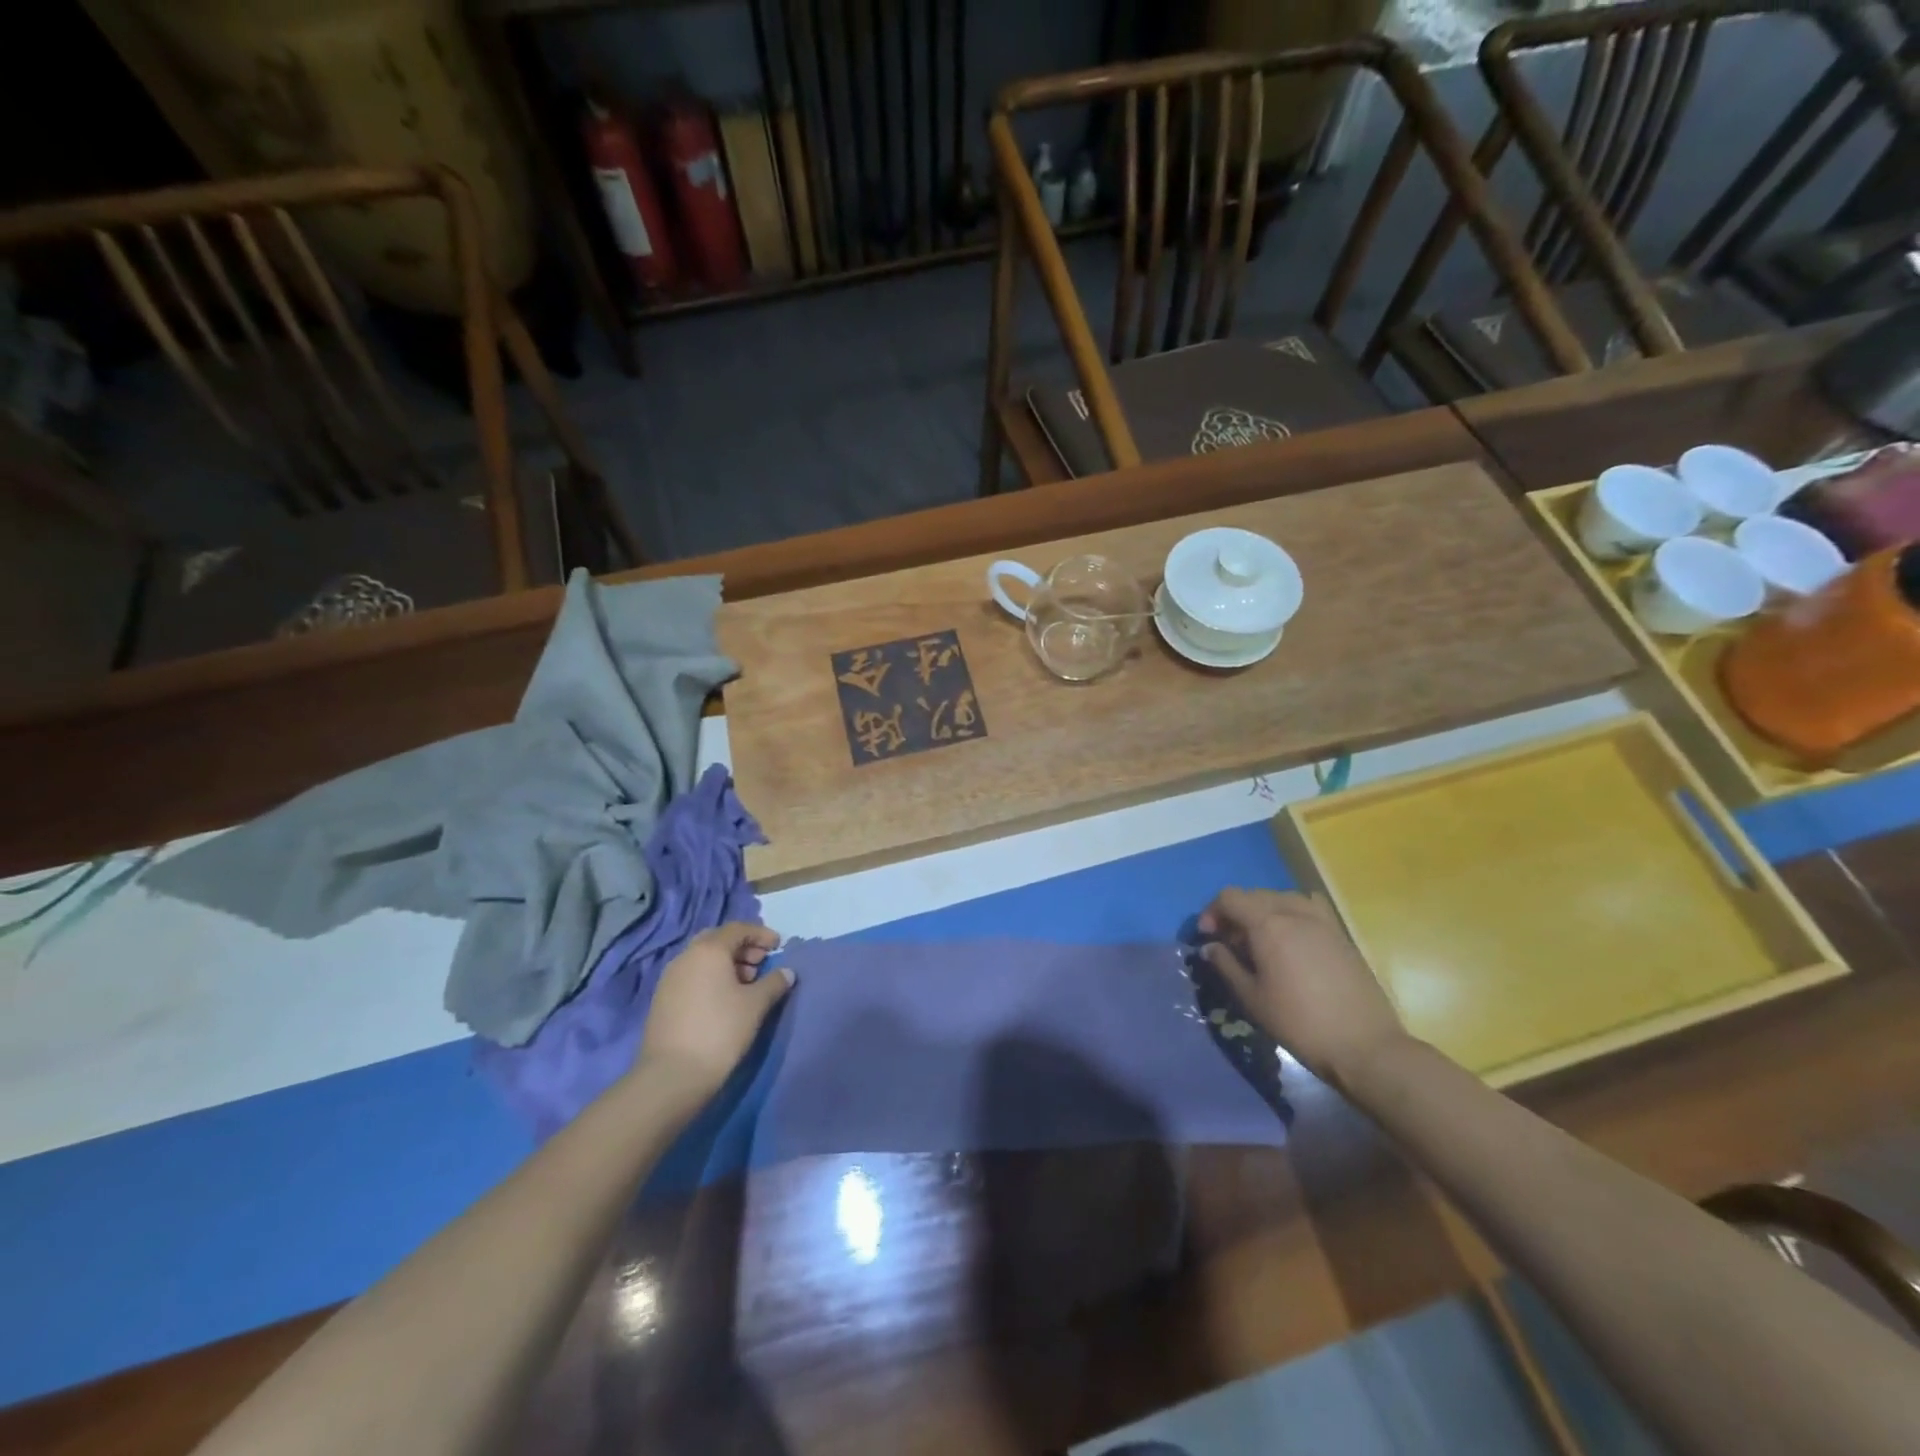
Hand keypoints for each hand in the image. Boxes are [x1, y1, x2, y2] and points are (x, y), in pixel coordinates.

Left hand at [637, 923, 792, 1097]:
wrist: (672, 1075)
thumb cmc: (720, 1030)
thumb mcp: (756, 1005)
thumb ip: (774, 983)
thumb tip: (787, 972)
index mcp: (708, 950)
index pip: (738, 929)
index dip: (761, 934)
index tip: (778, 946)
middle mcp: (686, 957)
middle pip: (718, 940)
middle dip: (742, 947)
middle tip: (761, 963)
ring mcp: (669, 978)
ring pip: (702, 959)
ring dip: (726, 963)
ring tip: (746, 984)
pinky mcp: (662, 999)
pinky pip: (692, 976)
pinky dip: (710, 978)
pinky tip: (724, 1000)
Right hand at [1198, 888, 1407, 1087]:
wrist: (1364, 1044)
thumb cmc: (1299, 1023)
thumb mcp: (1252, 998)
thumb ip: (1226, 965)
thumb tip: (1210, 947)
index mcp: (1268, 924)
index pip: (1230, 897)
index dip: (1212, 912)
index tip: (1207, 938)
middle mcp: (1294, 912)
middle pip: (1255, 895)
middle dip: (1236, 913)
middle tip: (1230, 944)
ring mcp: (1322, 920)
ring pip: (1282, 899)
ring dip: (1263, 912)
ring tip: (1261, 941)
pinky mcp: (1340, 933)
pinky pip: (1307, 908)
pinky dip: (1290, 915)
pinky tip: (1291, 942)